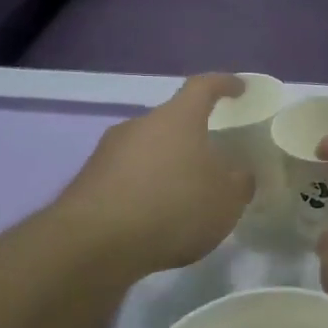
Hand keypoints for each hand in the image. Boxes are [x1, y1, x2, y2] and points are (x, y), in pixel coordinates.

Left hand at [58, 74, 253, 275]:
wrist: (95, 244)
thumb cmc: (173, 208)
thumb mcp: (227, 199)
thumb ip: (239, 181)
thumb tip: (238, 173)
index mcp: (178, 118)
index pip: (204, 87)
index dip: (224, 84)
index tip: (239, 88)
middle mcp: (140, 125)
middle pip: (172, 122)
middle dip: (193, 137)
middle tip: (213, 161)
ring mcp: (108, 152)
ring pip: (148, 151)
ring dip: (167, 167)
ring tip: (185, 198)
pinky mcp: (88, 182)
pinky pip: (127, 178)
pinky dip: (145, 191)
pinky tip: (155, 220)